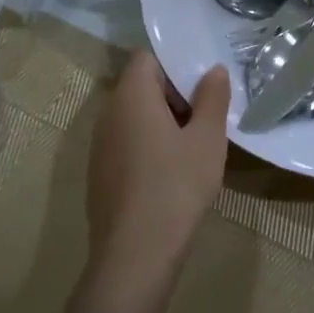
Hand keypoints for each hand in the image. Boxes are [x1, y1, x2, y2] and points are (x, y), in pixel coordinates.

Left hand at [84, 52, 230, 312]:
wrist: (135, 254)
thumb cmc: (176, 186)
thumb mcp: (207, 140)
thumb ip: (212, 98)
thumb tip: (214, 70)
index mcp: (131, 96)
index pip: (147, 58)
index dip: (175, 64)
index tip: (202, 85)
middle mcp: (108, 113)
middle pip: (140, 86)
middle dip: (174, 95)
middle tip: (206, 116)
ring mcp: (100, 145)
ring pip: (134, 116)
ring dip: (163, 122)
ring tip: (194, 145)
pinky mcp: (99, 172)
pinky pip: (127, 142)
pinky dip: (149, 145)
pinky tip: (172, 174)